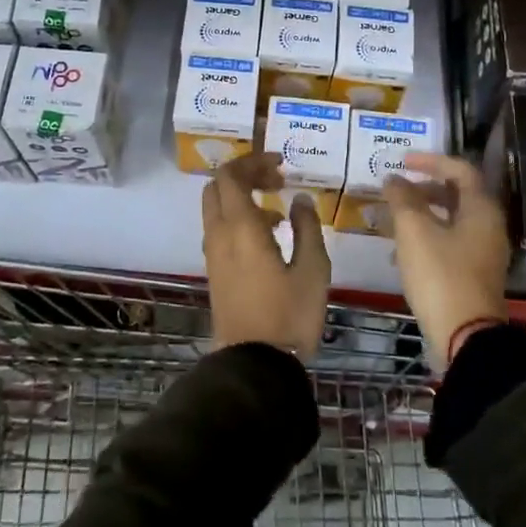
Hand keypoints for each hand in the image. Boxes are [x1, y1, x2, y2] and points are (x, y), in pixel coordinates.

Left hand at [202, 151, 329, 360]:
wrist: (255, 365)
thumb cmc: (289, 315)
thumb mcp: (313, 269)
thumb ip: (307, 227)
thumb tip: (299, 200)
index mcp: (241, 228)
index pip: (231, 175)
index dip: (253, 161)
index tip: (281, 164)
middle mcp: (219, 235)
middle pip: (217, 187)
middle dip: (244, 176)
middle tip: (276, 182)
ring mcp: (213, 255)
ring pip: (216, 209)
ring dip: (242, 199)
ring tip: (279, 212)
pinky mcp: (215, 272)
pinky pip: (220, 230)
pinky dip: (238, 220)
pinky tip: (269, 239)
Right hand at [383, 153, 510, 369]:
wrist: (465, 336)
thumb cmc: (441, 275)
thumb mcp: (415, 231)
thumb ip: (402, 199)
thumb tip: (393, 179)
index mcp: (481, 210)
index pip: (460, 170)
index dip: (430, 161)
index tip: (402, 161)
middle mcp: (488, 227)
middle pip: (456, 196)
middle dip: (422, 189)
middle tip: (394, 191)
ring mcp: (482, 254)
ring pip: (449, 222)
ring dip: (419, 215)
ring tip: (389, 221)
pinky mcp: (472, 275)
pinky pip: (447, 245)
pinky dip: (424, 239)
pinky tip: (398, 254)